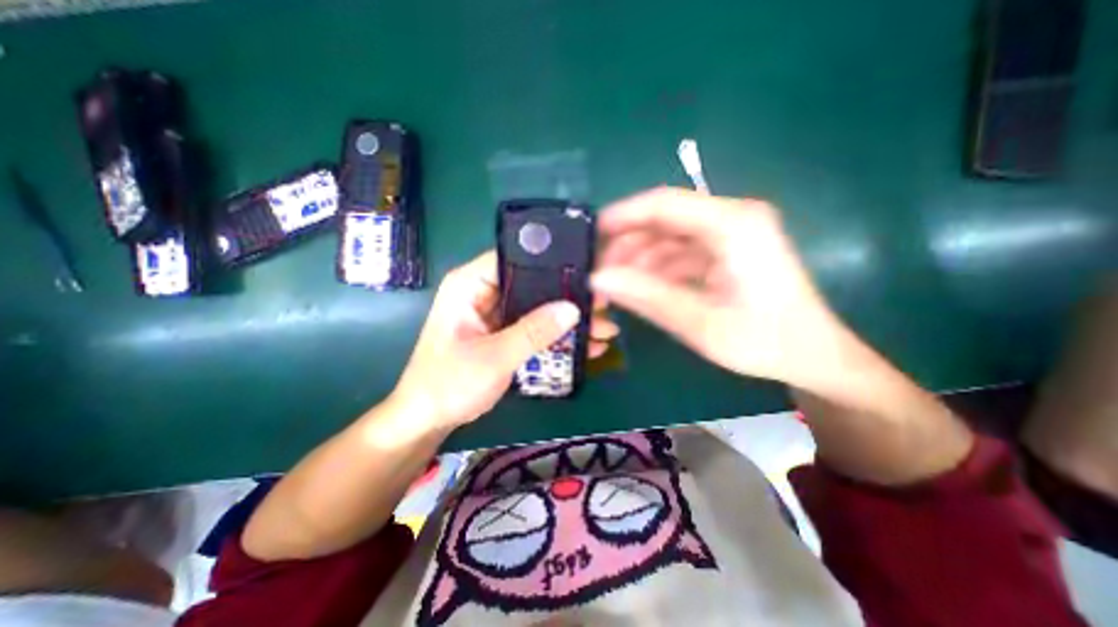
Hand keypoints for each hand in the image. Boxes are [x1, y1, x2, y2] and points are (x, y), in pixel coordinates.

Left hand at [390, 253, 620, 428]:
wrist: (428, 419)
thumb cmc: (449, 384)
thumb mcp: (494, 357)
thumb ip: (533, 332)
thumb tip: (572, 309)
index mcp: (471, 285)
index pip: (515, 258)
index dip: (550, 263)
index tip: (586, 273)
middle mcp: (484, 292)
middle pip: (532, 283)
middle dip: (568, 296)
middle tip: (603, 304)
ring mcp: (496, 313)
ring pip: (538, 307)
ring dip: (567, 319)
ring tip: (604, 328)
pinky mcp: (504, 332)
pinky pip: (535, 326)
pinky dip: (557, 336)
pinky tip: (585, 346)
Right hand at [593, 186, 837, 387]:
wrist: (812, 357)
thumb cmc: (763, 342)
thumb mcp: (700, 323)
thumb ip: (647, 297)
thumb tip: (597, 279)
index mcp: (734, 225)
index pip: (665, 204)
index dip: (622, 215)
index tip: (590, 234)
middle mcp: (733, 218)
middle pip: (665, 218)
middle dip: (628, 242)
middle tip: (600, 270)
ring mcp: (730, 234)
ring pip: (669, 236)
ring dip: (640, 257)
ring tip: (616, 284)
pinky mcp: (727, 251)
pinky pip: (681, 251)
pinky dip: (657, 267)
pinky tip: (641, 287)